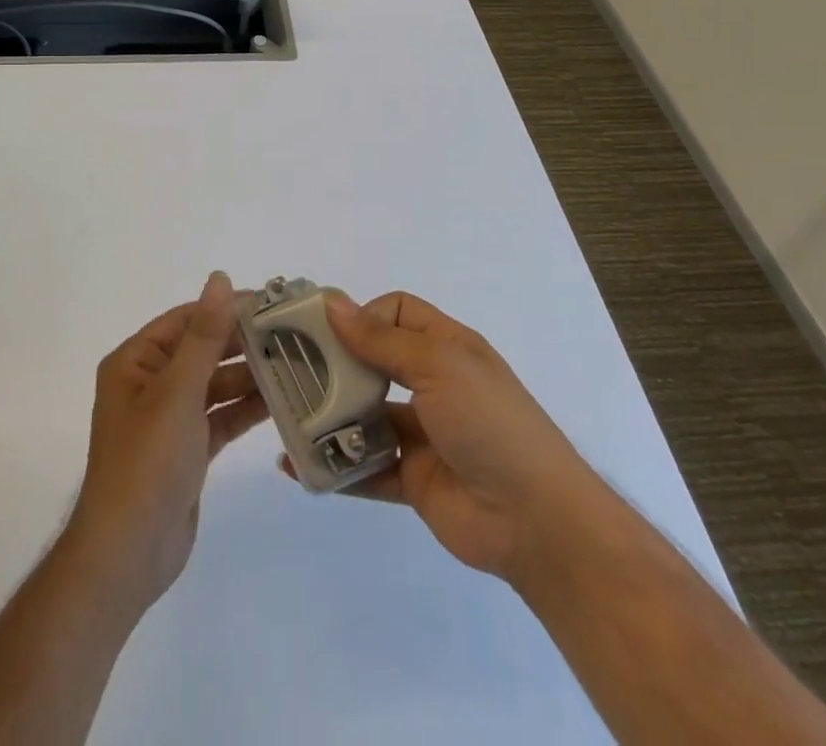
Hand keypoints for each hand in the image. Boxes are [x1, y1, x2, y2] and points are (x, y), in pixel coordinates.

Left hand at [62, 272, 269, 614]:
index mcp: (135, 362)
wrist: (128, 553)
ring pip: (214, 385)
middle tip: (293, 334)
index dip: (225, 308)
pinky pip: (219, 417)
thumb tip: (220, 279)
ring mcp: (168, 418)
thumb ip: (204, 335)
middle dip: (242, 343)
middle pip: (202, 350)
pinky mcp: (186, 450)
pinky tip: (280, 402)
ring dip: (248, 377)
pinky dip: (244, 410)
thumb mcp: (178, 390)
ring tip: (296, 365)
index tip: (270, 302)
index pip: (186, 320)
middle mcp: (149, 383)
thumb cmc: (147, 460)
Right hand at [303, 290, 584, 584]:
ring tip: (288, 419)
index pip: (396, 312)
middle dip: (335, 365)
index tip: (328, 334)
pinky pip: (366, 467)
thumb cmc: (489, 421)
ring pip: (365, 415)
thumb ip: (381, 340)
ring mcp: (422, 433)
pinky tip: (300, 467)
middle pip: (374, 361)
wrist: (537, 520)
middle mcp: (432, 383)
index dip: (363, 316)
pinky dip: (335, 466)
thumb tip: (334, 304)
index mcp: (445, 346)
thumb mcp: (438, 365)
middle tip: (291, 372)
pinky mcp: (412, 478)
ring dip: (330, 416)